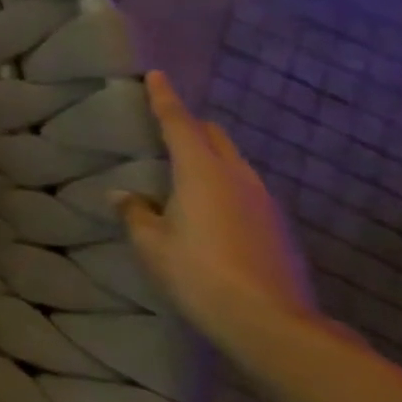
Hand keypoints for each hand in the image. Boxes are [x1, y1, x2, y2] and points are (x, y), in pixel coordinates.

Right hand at [117, 71, 319, 364]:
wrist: (273, 325)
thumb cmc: (199, 274)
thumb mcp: (152, 244)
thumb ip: (135, 213)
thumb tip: (123, 194)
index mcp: (202, 172)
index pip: (179, 123)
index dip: (165, 99)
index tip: (156, 75)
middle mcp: (237, 177)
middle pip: (214, 137)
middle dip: (191, 126)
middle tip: (167, 127)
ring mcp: (264, 203)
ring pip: (234, 163)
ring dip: (210, 157)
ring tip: (185, 171)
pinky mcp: (278, 228)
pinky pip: (245, 189)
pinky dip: (224, 185)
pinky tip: (209, 209)